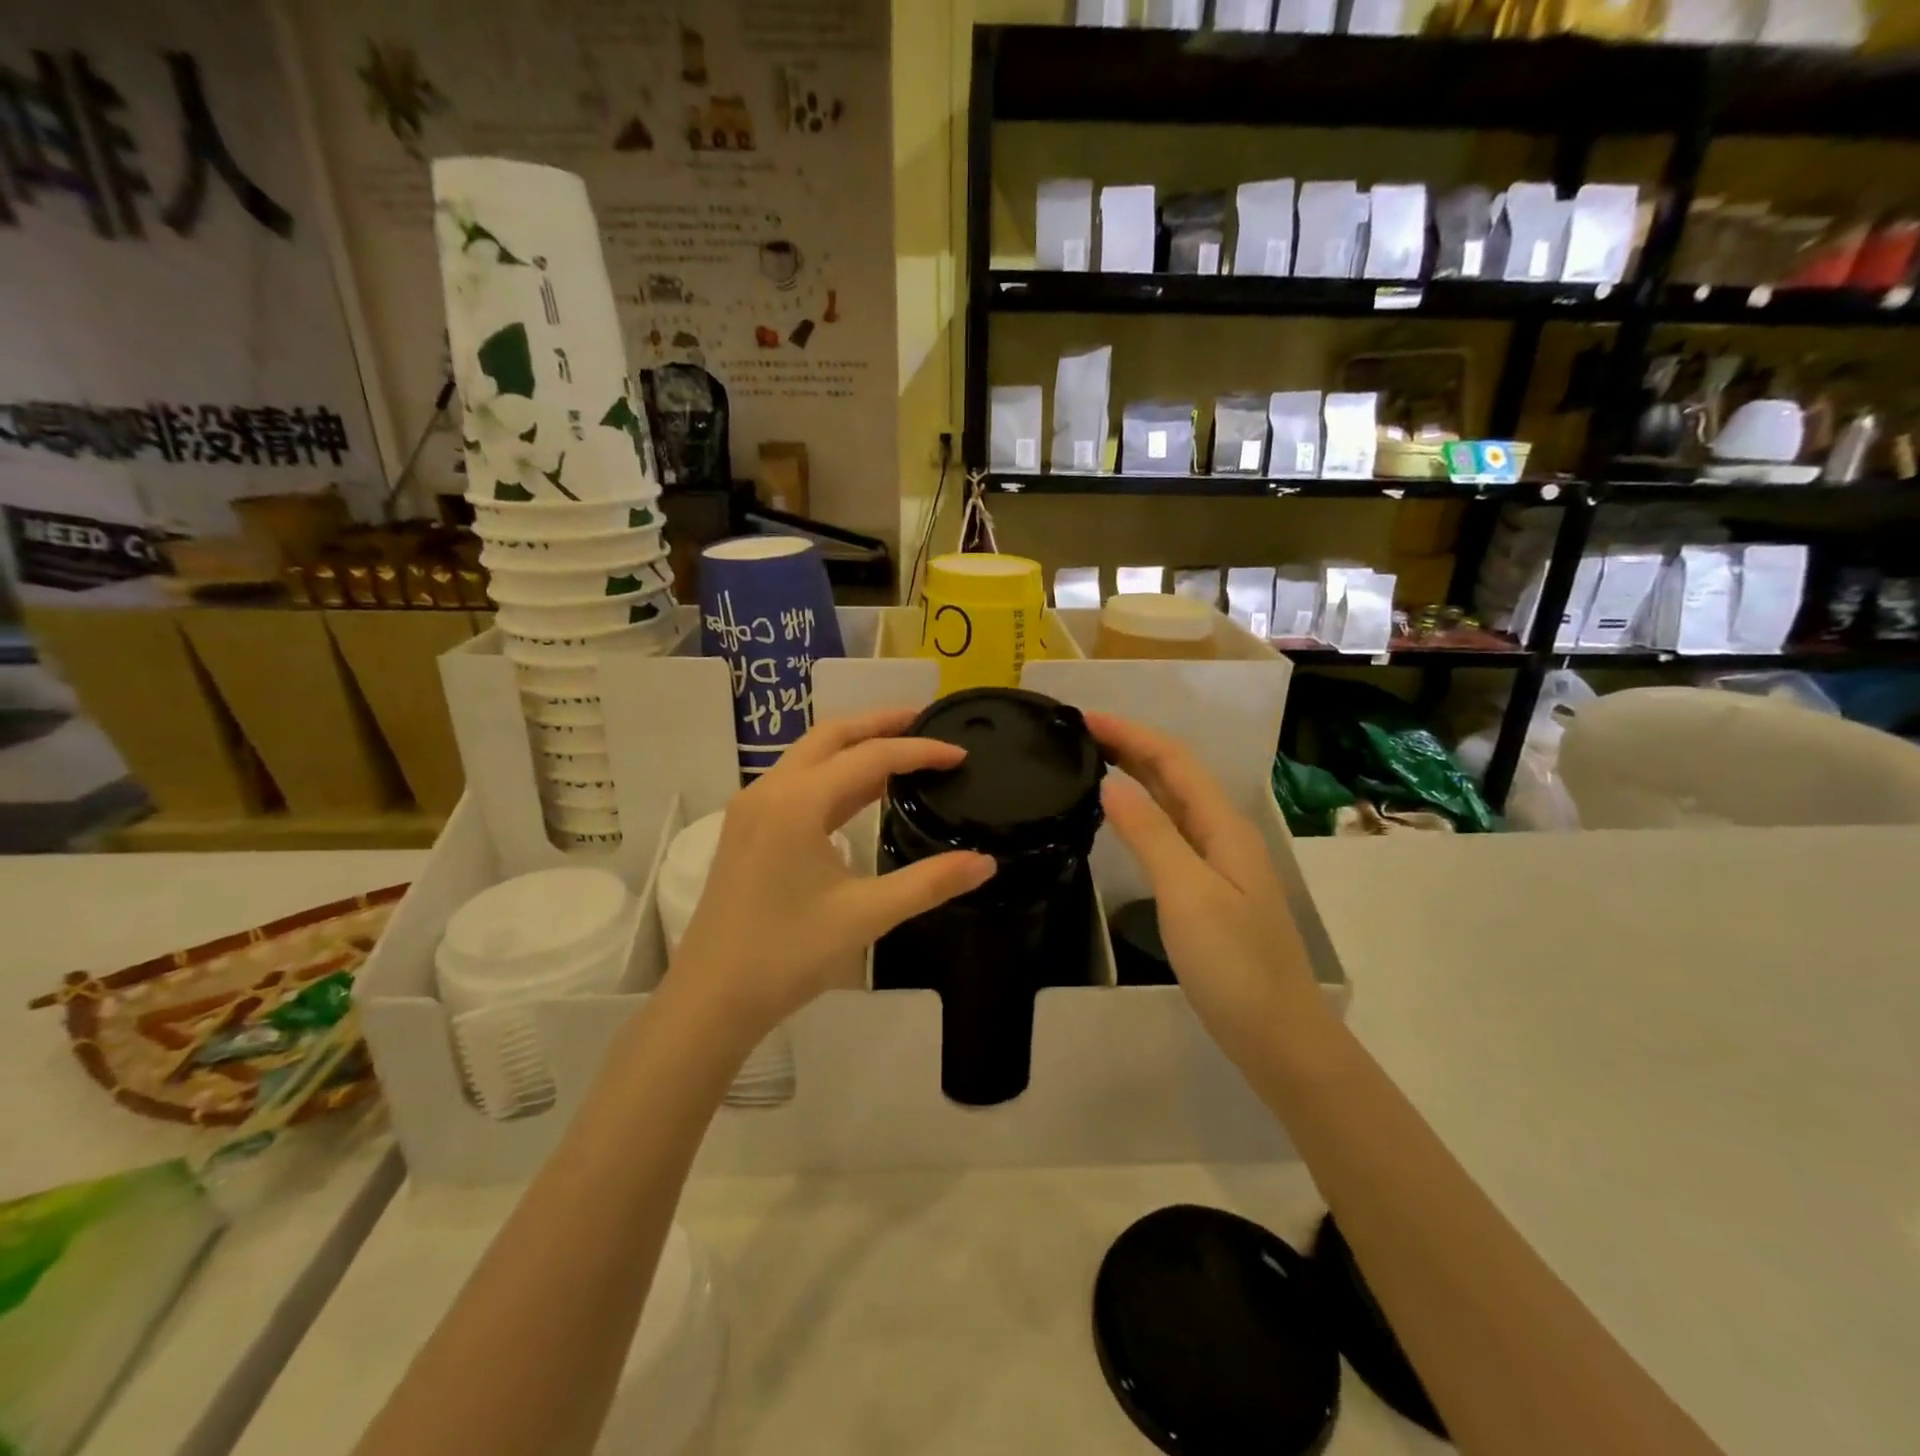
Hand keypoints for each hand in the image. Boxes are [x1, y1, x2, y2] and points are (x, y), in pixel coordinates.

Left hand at [669, 709, 995, 1047]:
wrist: (711, 999)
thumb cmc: (787, 954)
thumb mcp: (865, 916)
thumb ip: (929, 883)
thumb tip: (985, 862)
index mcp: (797, 802)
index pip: (870, 758)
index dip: (919, 751)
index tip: (960, 755)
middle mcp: (770, 790)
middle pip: (831, 735)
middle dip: (879, 723)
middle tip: (925, 720)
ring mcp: (752, 808)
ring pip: (810, 755)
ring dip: (855, 745)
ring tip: (900, 748)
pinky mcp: (747, 829)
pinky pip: (797, 781)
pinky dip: (834, 773)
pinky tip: (861, 792)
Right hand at [1085, 712, 1325, 1065]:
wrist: (1277, 1035)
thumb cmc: (1233, 964)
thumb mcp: (1187, 894)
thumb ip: (1151, 835)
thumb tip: (1111, 784)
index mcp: (1223, 826)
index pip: (1174, 760)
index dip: (1131, 733)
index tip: (1084, 718)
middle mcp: (1223, 833)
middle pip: (1176, 774)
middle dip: (1131, 745)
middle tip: (1080, 734)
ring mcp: (1218, 862)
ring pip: (1173, 801)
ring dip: (1137, 773)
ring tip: (1093, 762)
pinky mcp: (1208, 888)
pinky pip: (1171, 830)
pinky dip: (1142, 810)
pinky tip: (1122, 817)